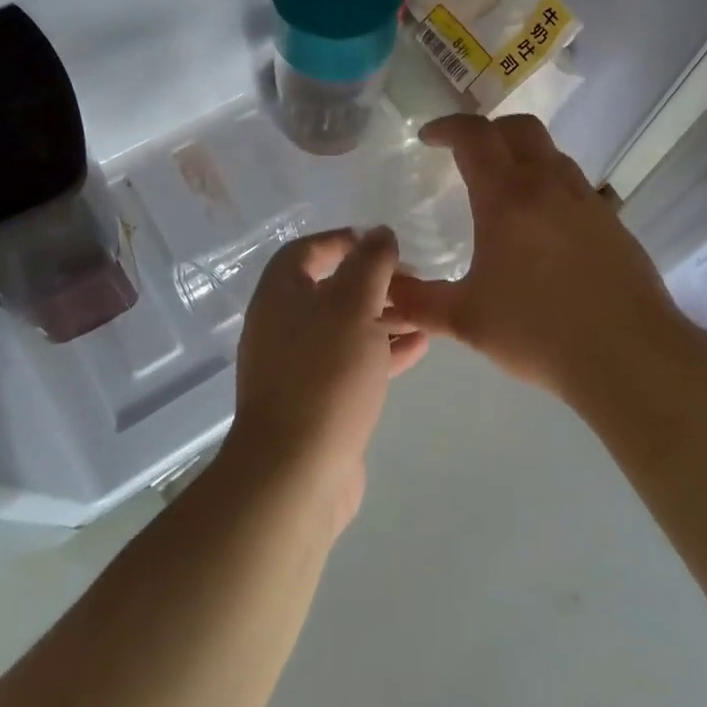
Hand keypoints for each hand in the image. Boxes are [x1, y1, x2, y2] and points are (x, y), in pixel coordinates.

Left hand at [222, 227, 427, 534]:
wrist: (297, 473)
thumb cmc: (325, 375)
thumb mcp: (353, 306)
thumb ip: (370, 264)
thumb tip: (379, 233)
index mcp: (280, 295)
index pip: (307, 250)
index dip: (343, 240)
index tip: (383, 242)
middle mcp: (283, 325)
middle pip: (331, 289)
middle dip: (374, 281)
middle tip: (414, 277)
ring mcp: (299, 365)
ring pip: (346, 327)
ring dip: (384, 315)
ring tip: (425, 309)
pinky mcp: (318, 400)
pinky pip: (353, 362)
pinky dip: (382, 349)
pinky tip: (420, 345)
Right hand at [388, 115, 683, 396]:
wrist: (628, 355)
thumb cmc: (539, 332)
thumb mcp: (466, 320)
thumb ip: (418, 302)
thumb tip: (384, 289)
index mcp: (507, 196)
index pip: (474, 136)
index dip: (447, 127)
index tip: (428, 138)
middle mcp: (549, 184)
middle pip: (519, 128)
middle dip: (487, 130)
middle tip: (466, 154)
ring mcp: (586, 199)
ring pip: (551, 153)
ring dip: (522, 155)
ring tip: (503, 190)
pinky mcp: (612, 220)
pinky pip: (573, 184)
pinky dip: (548, 185)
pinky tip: (542, 228)